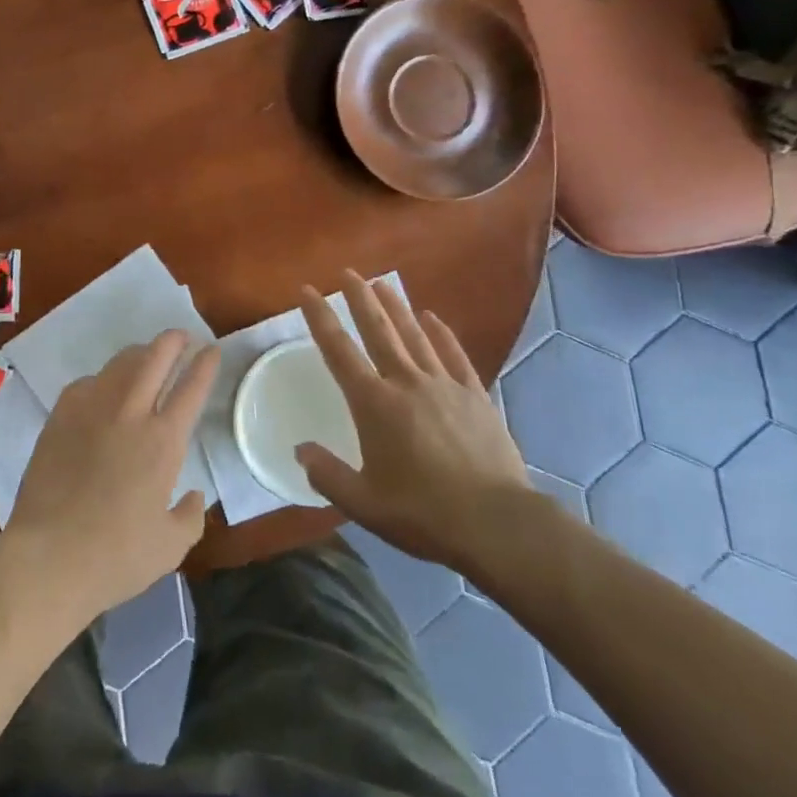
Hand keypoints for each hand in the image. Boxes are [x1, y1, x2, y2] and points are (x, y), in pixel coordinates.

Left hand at [2, 331, 219, 621]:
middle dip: (173, 341)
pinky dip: (103, 379)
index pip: (191, 388)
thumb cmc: (116, 556)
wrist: (48, 556)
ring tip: (146, 356)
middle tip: (182, 337)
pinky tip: (103, 390)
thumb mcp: (171, 547)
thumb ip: (190, 517)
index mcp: (164, 442)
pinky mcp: (60, 416)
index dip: (205, 364)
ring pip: (120, 363)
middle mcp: (130, 414)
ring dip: (139, 353)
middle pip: (156, 357)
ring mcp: (91, 409)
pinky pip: (87, 382)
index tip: (212, 350)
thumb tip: (194, 495)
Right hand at [297, 272, 533, 573]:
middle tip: (347, 273)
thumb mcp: (363, 503)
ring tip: (382, 283)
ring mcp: (444, 386)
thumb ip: (327, 474)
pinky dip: (441, 333)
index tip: (307, 290)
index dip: (320, 318)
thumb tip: (301, 450)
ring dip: (397, 307)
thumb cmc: (422, 512)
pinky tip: (432, 318)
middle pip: (378, 330)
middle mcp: (405, 383)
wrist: (495, 523)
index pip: (338, 350)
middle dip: (360, 299)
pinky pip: (453, 355)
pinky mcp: (475, 396)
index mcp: (373, 404)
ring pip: (414, 335)